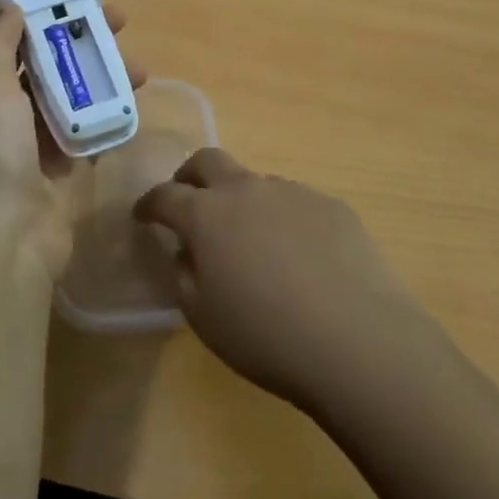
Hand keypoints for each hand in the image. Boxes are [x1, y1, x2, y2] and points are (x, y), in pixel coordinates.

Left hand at [0, 4, 144, 280]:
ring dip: (108, 81)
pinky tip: (134, 108)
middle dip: (90, 46)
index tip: (86, 3)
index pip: (27, 44)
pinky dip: (111, 119)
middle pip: (59, 68)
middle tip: (124, 27)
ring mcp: (45, 144)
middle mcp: (18, 115)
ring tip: (141, 74)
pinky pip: (94, 134)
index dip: (54, 20)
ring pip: (81, 99)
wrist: (10, 240)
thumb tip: (11, 6)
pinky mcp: (70, 169)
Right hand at [133, 149, 423, 412]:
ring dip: (242, 202)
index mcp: (207, 214)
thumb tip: (188, 251)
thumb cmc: (266, 335)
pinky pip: (294, 203)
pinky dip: (282, 220)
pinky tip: (299, 258)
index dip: (149, 204)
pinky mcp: (329, 204)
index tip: (142, 216)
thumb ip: (184, 274)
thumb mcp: (204, 318)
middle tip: (188, 201)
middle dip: (190, 176)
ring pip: (255, 183)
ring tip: (252, 243)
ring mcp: (291, 191)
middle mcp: (246, 189)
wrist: (356, 338)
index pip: (165, 196)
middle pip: (208, 160)